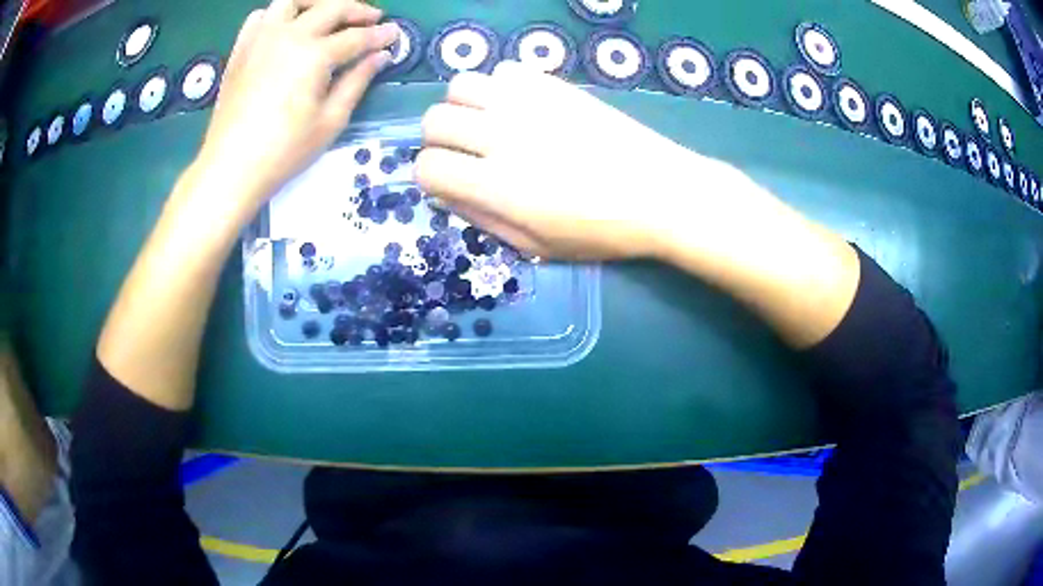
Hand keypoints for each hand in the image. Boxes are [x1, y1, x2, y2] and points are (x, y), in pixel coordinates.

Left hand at [195, 0, 397, 212]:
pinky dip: (278, 15)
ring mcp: (260, 39)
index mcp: (314, 55)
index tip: (395, 34)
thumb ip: (357, 81)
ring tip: (328, 14)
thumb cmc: (284, 151)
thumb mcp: (330, 120)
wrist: (230, 167)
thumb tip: (380, 56)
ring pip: (293, 1)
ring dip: (316, 3)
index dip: (380, 35)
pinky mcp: (241, 49)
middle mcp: (288, 36)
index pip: (356, 37)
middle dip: (357, 10)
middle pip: (331, 8)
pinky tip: (286, 28)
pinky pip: (260, 16)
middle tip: (373, 19)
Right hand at [415, 60, 720, 259]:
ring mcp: (528, 103)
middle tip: (465, 153)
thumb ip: (483, 219)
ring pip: (460, 85)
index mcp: (497, 186)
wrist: (659, 192)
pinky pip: (504, 70)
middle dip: (439, 140)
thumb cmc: (601, 231)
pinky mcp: (553, 84)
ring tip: (486, 123)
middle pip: (434, 120)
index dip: (431, 177)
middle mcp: (502, 136)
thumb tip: (445, 195)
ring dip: (462, 106)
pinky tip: (520, 106)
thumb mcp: (537, 245)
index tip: (450, 182)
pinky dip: (501, 86)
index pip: (428, 167)